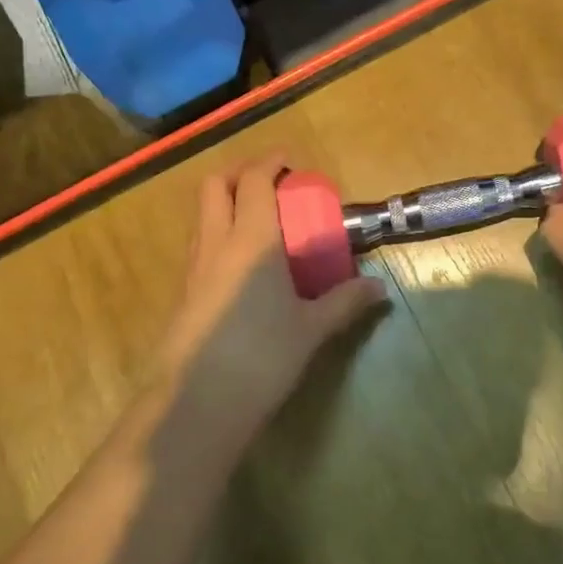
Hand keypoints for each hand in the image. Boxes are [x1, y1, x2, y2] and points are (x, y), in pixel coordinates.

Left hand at [162, 152, 388, 429]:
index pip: (253, 181)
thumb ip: (345, 302)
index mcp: (252, 239)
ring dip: (226, 202)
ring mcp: (194, 268)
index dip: (269, 162)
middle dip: (239, 172)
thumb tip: (379, 289)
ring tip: (257, 219)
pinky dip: (219, 234)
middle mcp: (217, 243)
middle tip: (268, 181)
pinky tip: (241, 264)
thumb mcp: (311, 329)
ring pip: (203, 215)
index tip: (288, 160)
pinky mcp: (183, 293)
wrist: (197, 403)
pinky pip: (201, 245)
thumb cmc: (262, 356)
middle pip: (215, 186)